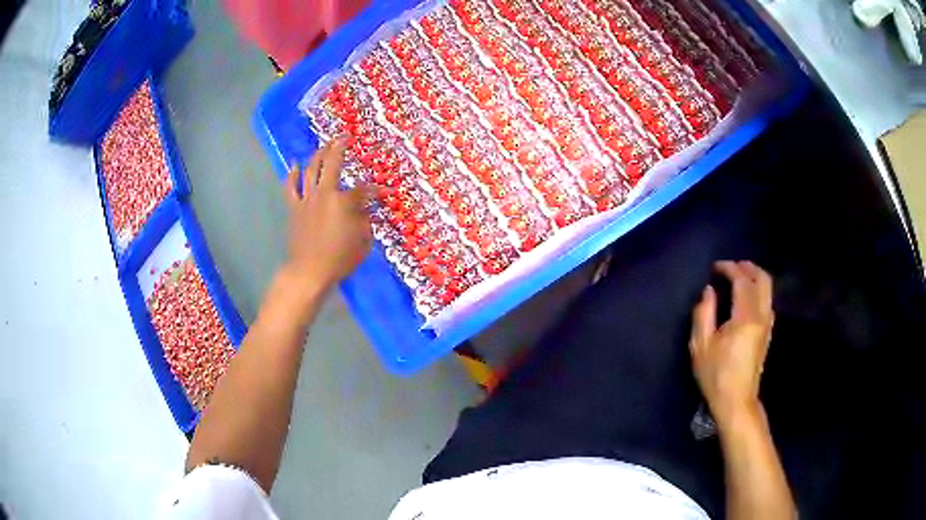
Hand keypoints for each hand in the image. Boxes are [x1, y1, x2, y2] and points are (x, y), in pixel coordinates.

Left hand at [284, 138, 371, 294]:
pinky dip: (292, 175)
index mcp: (344, 202)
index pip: (363, 189)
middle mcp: (325, 194)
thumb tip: (365, 209)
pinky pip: (291, 187)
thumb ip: (365, 221)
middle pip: (333, 164)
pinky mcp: (294, 208)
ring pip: (312, 169)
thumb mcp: (362, 242)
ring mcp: (307, 199)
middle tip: (344, 137)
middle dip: (340, 147)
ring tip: (325, 144)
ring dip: (318, 154)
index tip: (380, 191)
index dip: (374, 189)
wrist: (309, 271)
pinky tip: (295, 164)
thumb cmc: (339, 260)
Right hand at [690, 261, 774, 429]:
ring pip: (768, 289)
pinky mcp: (767, 332)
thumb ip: (703, 313)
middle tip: (731, 266)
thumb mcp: (701, 346)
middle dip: (748, 267)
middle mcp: (761, 316)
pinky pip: (767, 300)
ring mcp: (767, 324)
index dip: (729, 268)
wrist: (736, 401)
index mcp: (745, 318)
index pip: (742, 281)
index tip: (715, 267)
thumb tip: (709, 291)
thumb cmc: (716, 375)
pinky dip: (758, 290)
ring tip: (738, 276)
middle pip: (762, 279)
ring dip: (755, 277)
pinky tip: (746, 296)